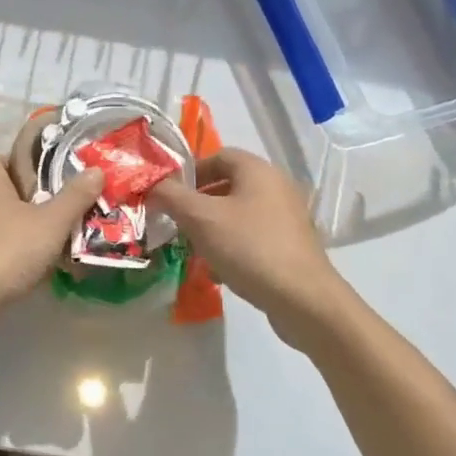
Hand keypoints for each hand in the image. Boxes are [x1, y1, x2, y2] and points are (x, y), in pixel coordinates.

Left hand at [0, 155, 104, 325]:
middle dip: (36, 205)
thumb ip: (75, 196)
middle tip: (64, 223)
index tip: (66, 194)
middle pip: (11, 190)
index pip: (20, 160)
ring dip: (21, 230)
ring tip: (50, 248)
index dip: (45, 175)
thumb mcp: (51, 224)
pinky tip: (23, 268)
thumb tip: (97, 171)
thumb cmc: (5, 252)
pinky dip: (4, 249)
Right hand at [149, 149, 354, 351]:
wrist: (303, 300)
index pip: (217, 156)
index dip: (189, 172)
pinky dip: (232, 245)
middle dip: (197, 203)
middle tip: (176, 222)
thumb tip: (151, 186)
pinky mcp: (291, 245)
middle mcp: (276, 186)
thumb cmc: (249, 247)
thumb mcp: (200, 218)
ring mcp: (287, 217)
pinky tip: (218, 270)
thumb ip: (170, 196)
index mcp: (257, 170)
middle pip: (227, 184)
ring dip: (212, 226)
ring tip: (193, 248)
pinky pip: (253, 236)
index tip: (168, 195)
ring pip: (238, 213)